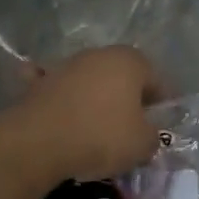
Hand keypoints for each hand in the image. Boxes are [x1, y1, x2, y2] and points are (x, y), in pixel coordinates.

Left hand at [3, 46, 162, 184]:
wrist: (38, 142)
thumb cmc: (101, 136)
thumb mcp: (142, 144)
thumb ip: (152, 136)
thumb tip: (146, 135)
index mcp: (130, 61)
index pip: (156, 79)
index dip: (160, 104)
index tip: (158, 126)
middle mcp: (98, 55)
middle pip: (121, 77)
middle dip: (127, 98)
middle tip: (130, 127)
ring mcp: (65, 66)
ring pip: (89, 82)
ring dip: (94, 98)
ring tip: (95, 129)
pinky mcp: (37, 83)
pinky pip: (55, 90)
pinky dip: (59, 99)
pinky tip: (60, 115)